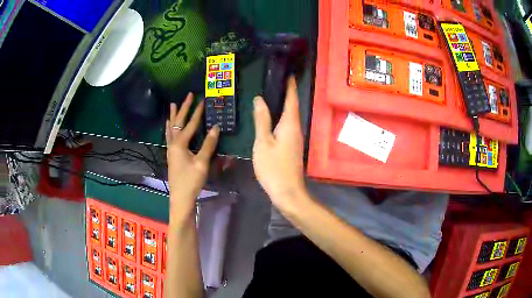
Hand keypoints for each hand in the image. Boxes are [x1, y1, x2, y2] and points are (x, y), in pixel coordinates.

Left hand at [166, 93, 218, 215]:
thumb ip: (208, 145)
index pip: (191, 124)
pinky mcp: (171, 154)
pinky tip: (169, 125)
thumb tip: (216, 127)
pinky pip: (169, 135)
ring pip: (171, 128)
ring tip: (173, 104)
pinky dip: (169, 127)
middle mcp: (173, 143)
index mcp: (180, 144)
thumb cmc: (191, 181)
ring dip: (174, 115)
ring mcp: (171, 149)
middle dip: (184, 108)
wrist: (180, 197)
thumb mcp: (202, 163)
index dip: (198, 112)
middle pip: (178, 122)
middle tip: (188, 95)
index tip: (203, 100)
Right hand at [252, 76, 307, 210]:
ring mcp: (296, 138)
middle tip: (277, 81)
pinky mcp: (292, 146)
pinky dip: (281, 117)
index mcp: (290, 124)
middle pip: (292, 106)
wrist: (287, 191)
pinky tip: (272, 117)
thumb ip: (261, 120)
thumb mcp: (263, 142)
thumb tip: (260, 99)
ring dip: (284, 104)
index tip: (288, 74)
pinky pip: (287, 125)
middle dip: (287, 93)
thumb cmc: (273, 167)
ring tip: (273, 94)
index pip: (291, 99)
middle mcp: (296, 128)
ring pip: (290, 116)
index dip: (290, 86)